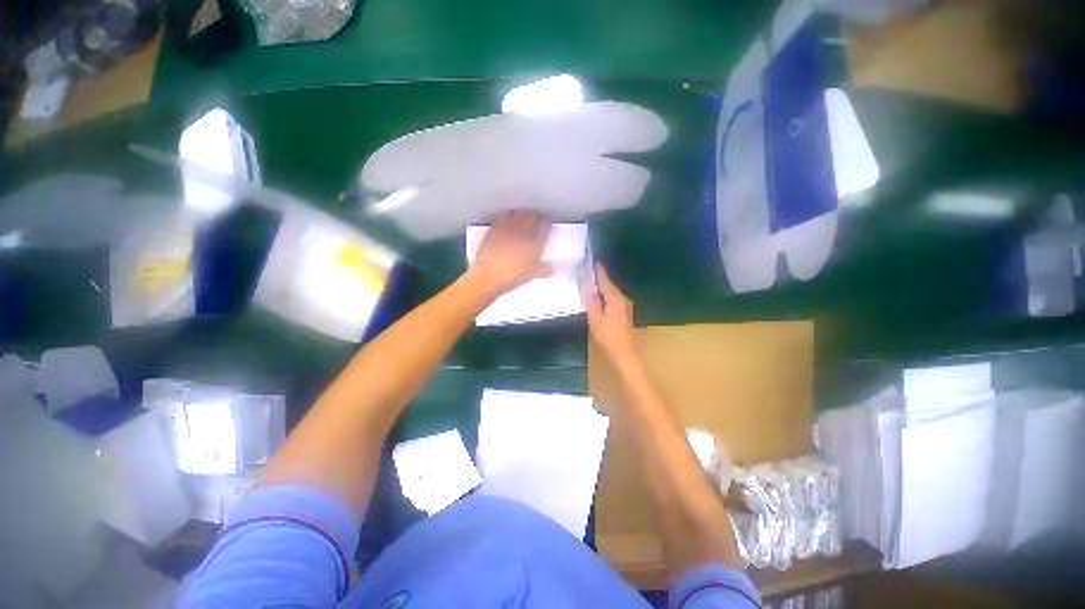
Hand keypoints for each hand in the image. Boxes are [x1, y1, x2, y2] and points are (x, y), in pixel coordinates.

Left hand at [469, 210, 552, 295]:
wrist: (488, 276)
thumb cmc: (512, 277)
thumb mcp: (531, 275)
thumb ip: (544, 269)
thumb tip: (553, 269)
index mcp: (536, 242)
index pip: (546, 225)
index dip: (548, 222)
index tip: (548, 223)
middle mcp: (523, 230)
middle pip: (532, 214)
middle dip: (536, 215)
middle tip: (537, 218)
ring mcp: (508, 227)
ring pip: (518, 212)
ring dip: (522, 213)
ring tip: (523, 217)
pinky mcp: (494, 227)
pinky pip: (504, 215)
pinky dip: (508, 215)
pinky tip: (508, 220)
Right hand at [582, 264, 639, 366]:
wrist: (626, 354)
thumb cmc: (609, 337)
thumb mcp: (595, 319)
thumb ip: (591, 301)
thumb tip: (586, 285)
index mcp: (615, 298)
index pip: (604, 279)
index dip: (597, 270)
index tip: (590, 260)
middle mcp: (622, 298)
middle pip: (608, 285)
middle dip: (597, 278)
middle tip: (584, 272)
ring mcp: (625, 306)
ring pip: (610, 292)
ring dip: (600, 288)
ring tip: (587, 284)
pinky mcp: (624, 313)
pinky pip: (612, 299)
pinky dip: (604, 296)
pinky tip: (596, 299)